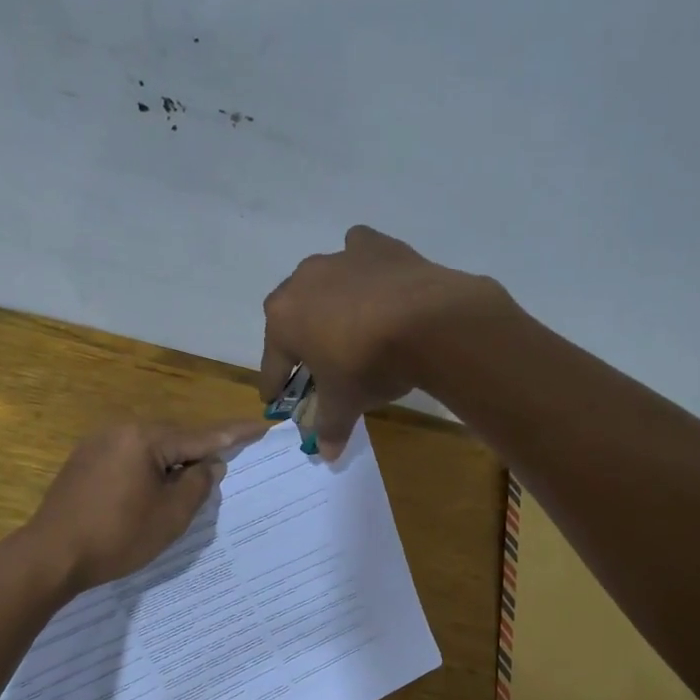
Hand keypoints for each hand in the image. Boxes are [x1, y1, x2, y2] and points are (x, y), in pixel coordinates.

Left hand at [18, 419, 269, 590]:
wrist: (51, 555)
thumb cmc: (117, 537)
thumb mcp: (171, 515)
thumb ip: (199, 484)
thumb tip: (211, 463)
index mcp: (145, 438)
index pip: (202, 435)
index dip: (235, 433)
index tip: (262, 425)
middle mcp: (121, 430)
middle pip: (175, 438)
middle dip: (200, 453)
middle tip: (224, 469)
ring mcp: (98, 443)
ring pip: (152, 448)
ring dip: (173, 464)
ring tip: (189, 487)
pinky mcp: (85, 461)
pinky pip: (130, 457)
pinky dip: (150, 470)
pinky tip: (153, 491)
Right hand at [259, 225, 507, 457]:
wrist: (427, 322)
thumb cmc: (369, 365)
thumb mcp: (346, 402)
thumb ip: (330, 426)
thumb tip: (326, 454)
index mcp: (283, 319)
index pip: (272, 363)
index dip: (274, 385)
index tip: (275, 399)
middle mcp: (302, 282)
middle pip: (293, 318)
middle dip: (300, 340)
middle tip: (316, 364)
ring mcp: (338, 258)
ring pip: (324, 284)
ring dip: (330, 304)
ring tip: (350, 326)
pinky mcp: (374, 245)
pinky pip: (359, 253)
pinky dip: (363, 269)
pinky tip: (376, 285)